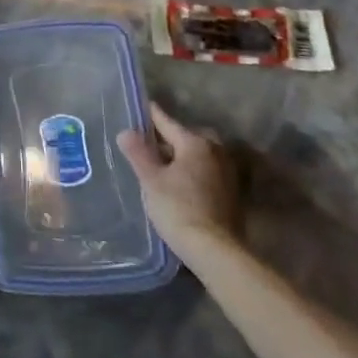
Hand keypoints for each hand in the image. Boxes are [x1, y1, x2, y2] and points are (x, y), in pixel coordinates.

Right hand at [117, 101, 243, 243]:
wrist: (215, 250)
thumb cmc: (178, 208)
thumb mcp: (151, 180)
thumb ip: (138, 153)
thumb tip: (125, 131)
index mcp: (195, 143)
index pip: (167, 122)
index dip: (151, 115)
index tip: (141, 107)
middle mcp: (215, 152)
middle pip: (186, 137)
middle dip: (169, 138)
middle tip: (149, 142)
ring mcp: (227, 173)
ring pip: (199, 155)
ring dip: (182, 156)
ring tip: (162, 164)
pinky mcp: (232, 193)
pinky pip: (207, 171)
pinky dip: (193, 171)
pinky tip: (180, 183)